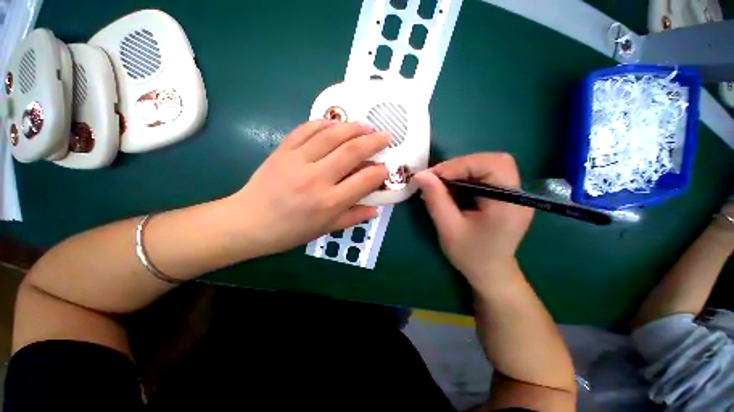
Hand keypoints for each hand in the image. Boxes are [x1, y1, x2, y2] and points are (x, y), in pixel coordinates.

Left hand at [230, 120, 388, 256]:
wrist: (249, 222)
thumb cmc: (290, 231)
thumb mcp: (325, 229)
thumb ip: (353, 218)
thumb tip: (376, 210)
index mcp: (329, 202)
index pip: (364, 180)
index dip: (380, 172)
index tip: (386, 167)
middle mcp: (316, 178)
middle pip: (351, 152)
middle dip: (373, 141)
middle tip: (385, 135)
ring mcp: (298, 161)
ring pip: (331, 135)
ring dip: (353, 127)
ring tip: (366, 125)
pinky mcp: (283, 150)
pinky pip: (306, 129)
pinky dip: (324, 123)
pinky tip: (336, 124)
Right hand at [414, 153, 533, 287]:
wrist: (490, 272)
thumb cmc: (470, 255)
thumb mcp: (448, 229)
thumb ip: (436, 200)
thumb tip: (421, 175)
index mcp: (508, 204)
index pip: (492, 165)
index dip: (461, 164)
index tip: (433, 175)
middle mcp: (517, 194)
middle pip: (494, 161)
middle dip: (462, 164)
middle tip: (438, 177)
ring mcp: (514, 194)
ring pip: (489, 165)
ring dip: (463, 169)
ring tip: (443, 183)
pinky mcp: (505, 196)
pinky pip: (487, 175)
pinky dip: (467, 176)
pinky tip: (454, 188)